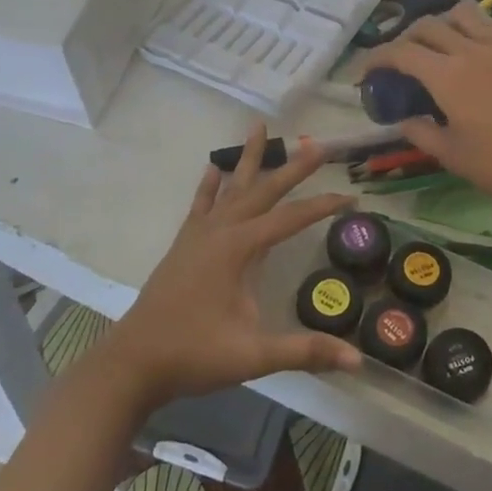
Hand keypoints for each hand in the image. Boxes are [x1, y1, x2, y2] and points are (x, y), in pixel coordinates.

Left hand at [99, 125, 361, 410]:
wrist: (134, 363)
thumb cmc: (194, 354)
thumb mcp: (254, 355)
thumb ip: (305, 351)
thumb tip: (357, 360)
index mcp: (240, 248)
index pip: (291, 218)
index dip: (323, 207)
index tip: (351, 197)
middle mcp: (221, 231)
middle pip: (264, 190)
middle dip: (292, 167)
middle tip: (317, 143)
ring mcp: (199, 235)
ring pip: (231, 188)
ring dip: (248, 159)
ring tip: (258, 127)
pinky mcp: (184, 245)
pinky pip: (201, 204)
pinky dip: (210, 185)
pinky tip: (213, 168)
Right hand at [360, 0, 491, 223]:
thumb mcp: (449, 155)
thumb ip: (420, 132)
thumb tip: (404, 119)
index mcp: (446, 76)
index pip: (400, 52)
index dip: (377, 58)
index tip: (366, 72)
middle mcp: (471, 51)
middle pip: (428, 25)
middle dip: (406, 38)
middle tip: (402, 61)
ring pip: (465, 13)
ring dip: (445, 22)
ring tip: (442, 44)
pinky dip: (485, 30)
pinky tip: (483, 48)